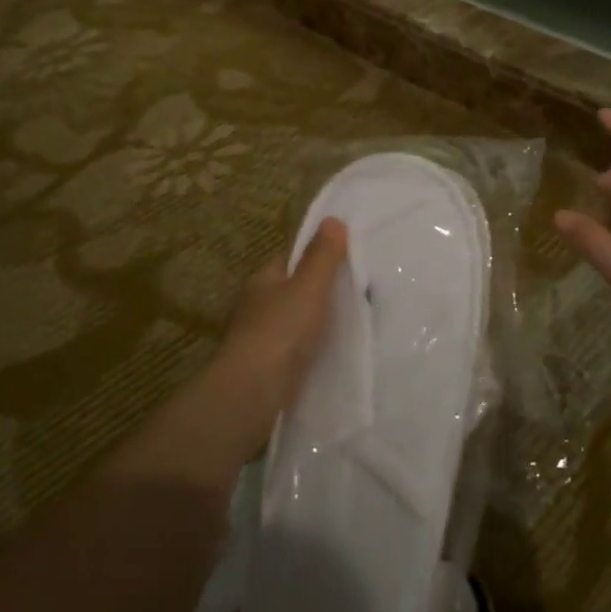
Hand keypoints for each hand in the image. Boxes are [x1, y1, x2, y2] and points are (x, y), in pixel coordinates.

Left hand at [206, 219, 347, 455]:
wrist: (253, 392)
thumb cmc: (282, 330)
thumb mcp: (309, 286)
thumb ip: (322, 256)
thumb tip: (332, 219)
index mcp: (262, 281)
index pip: (289, 260)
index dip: (315, 257)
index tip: (346, 261)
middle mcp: (256, 307)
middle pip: (292, 291)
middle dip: (318, 292)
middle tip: (357, 293)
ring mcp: (259, 339)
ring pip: (294, 322)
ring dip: (315, 322)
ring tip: (351, 323)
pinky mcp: (267, 368)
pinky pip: (295, 349)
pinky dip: (311, 348)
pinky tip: (332, 352)